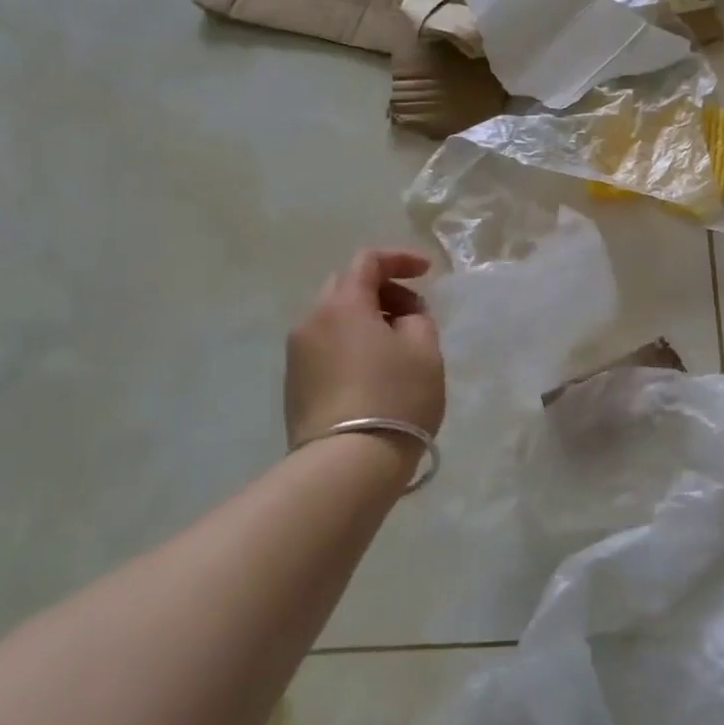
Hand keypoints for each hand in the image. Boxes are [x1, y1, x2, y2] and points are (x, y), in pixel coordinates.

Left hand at [285, 249, 444, 450]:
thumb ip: (417, 318)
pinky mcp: (295, 385)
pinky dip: (351, 344)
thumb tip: (401, 317)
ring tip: (397, 347)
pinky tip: (374, 372)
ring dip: (366, 320)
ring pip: (334, 319)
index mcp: (343, 305)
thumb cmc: (394, 398)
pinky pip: (326, 347)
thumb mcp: (425, 350)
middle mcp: (311, 321)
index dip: (400, 259)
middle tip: (413, 314)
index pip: (367, 261)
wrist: (346, 465)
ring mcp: (297, 355)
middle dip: (382, 290)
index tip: (428, 273)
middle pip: (346, 286)